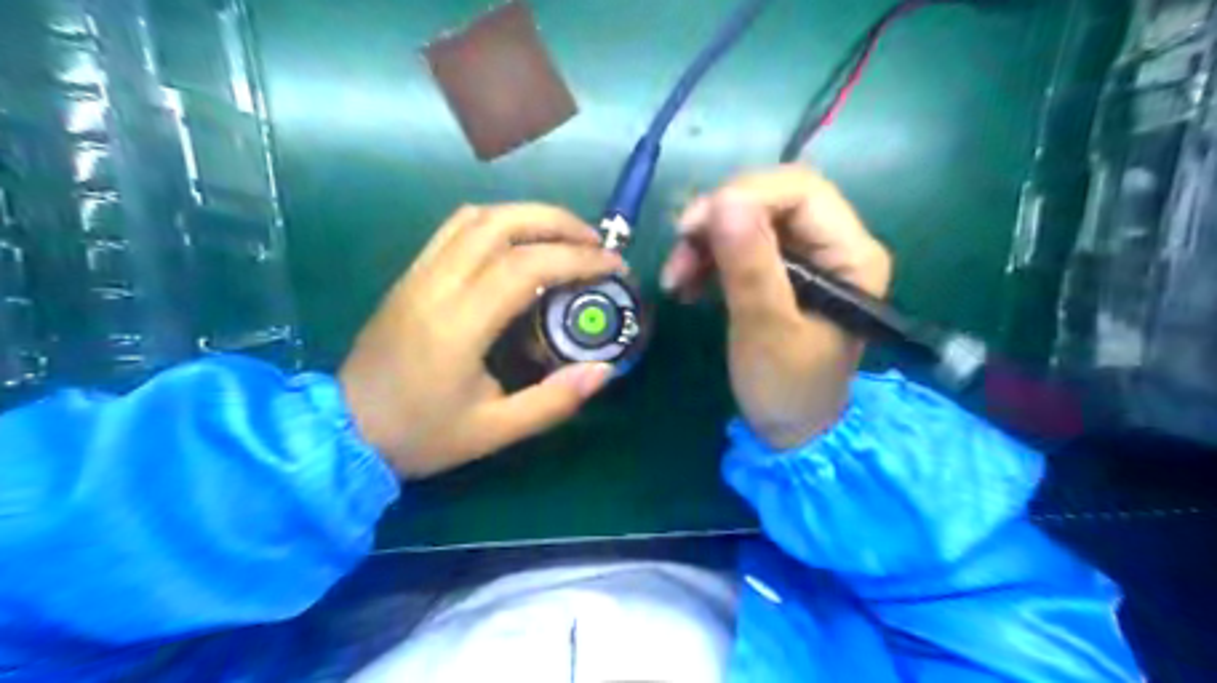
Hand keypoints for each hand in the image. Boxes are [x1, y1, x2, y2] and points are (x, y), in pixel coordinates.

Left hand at [342, 207, 626, 476]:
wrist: (346, 431)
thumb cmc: (422, 434)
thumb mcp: (494, 431)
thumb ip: (553, 402)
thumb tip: (603, 371)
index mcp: (458, 325)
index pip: (525, 266)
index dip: (576, 259)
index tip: (614, 266)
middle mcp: (436, 285)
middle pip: (500, 223)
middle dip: (557, 222)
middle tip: (596, 242)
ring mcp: (418, 274)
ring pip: (476, 217)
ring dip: (528, 215)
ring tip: (565, 236)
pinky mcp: (410, 274)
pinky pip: (455, 228)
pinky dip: (497, 222)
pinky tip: (520, 241)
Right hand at [665, 166, 890, 446]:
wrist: (791, 430)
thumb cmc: (787, 387)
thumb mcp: (766, 329)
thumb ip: (749, 265)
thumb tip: (723, 199)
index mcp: (852, 255)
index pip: (801, 192)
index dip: (744, 195)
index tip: (693, 227)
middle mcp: (835, 244)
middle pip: (773, 199)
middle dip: (719, 219)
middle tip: (680, 249)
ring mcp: (808, 257)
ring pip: (750, 218)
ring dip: (706, 240)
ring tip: (676, 278)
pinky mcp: (781, 271)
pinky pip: (740, 244)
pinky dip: (708, 257)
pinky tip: (687, 284)